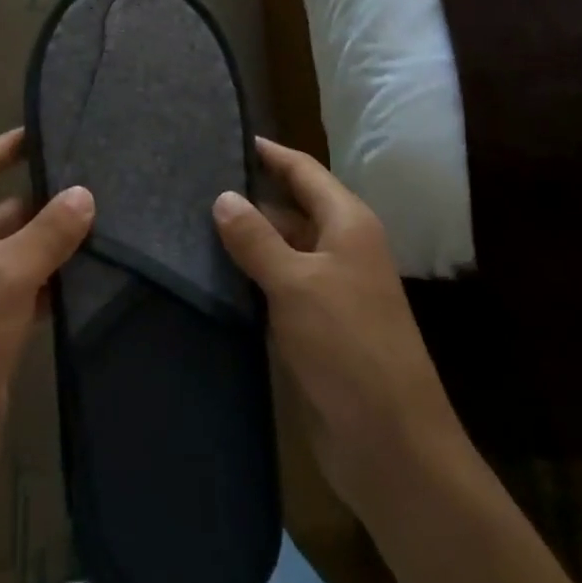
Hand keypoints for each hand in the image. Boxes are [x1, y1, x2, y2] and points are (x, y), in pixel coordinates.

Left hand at [0, 128, 94, 492]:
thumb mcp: (10, 273)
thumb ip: (50, 231)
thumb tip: (85, 194)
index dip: (10, 146)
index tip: (49, 131)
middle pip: (2, 207)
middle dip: (46, 200)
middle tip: (99, 184)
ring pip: (16, 248)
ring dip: (52, 242)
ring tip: (106, 224)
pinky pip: (22, 284)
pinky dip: (49, 279)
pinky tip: (89, 276)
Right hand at [212, 138, 456, 513]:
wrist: (392, 446)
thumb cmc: (348, 348)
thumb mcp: (296, 284)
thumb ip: (256, 239)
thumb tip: (223, 197)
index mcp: (348, 225)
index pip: (304, 171)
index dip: (269, 154)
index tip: (226, 136)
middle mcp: (341, 249)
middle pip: (291, 207)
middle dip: (249, 195)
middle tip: (193, 181)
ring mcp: (330, 290)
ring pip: (281, 248)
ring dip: (246, 237)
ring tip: (190, 220)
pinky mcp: (316, 326)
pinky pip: (277, 286)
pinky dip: (249, 275)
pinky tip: (212, 272)